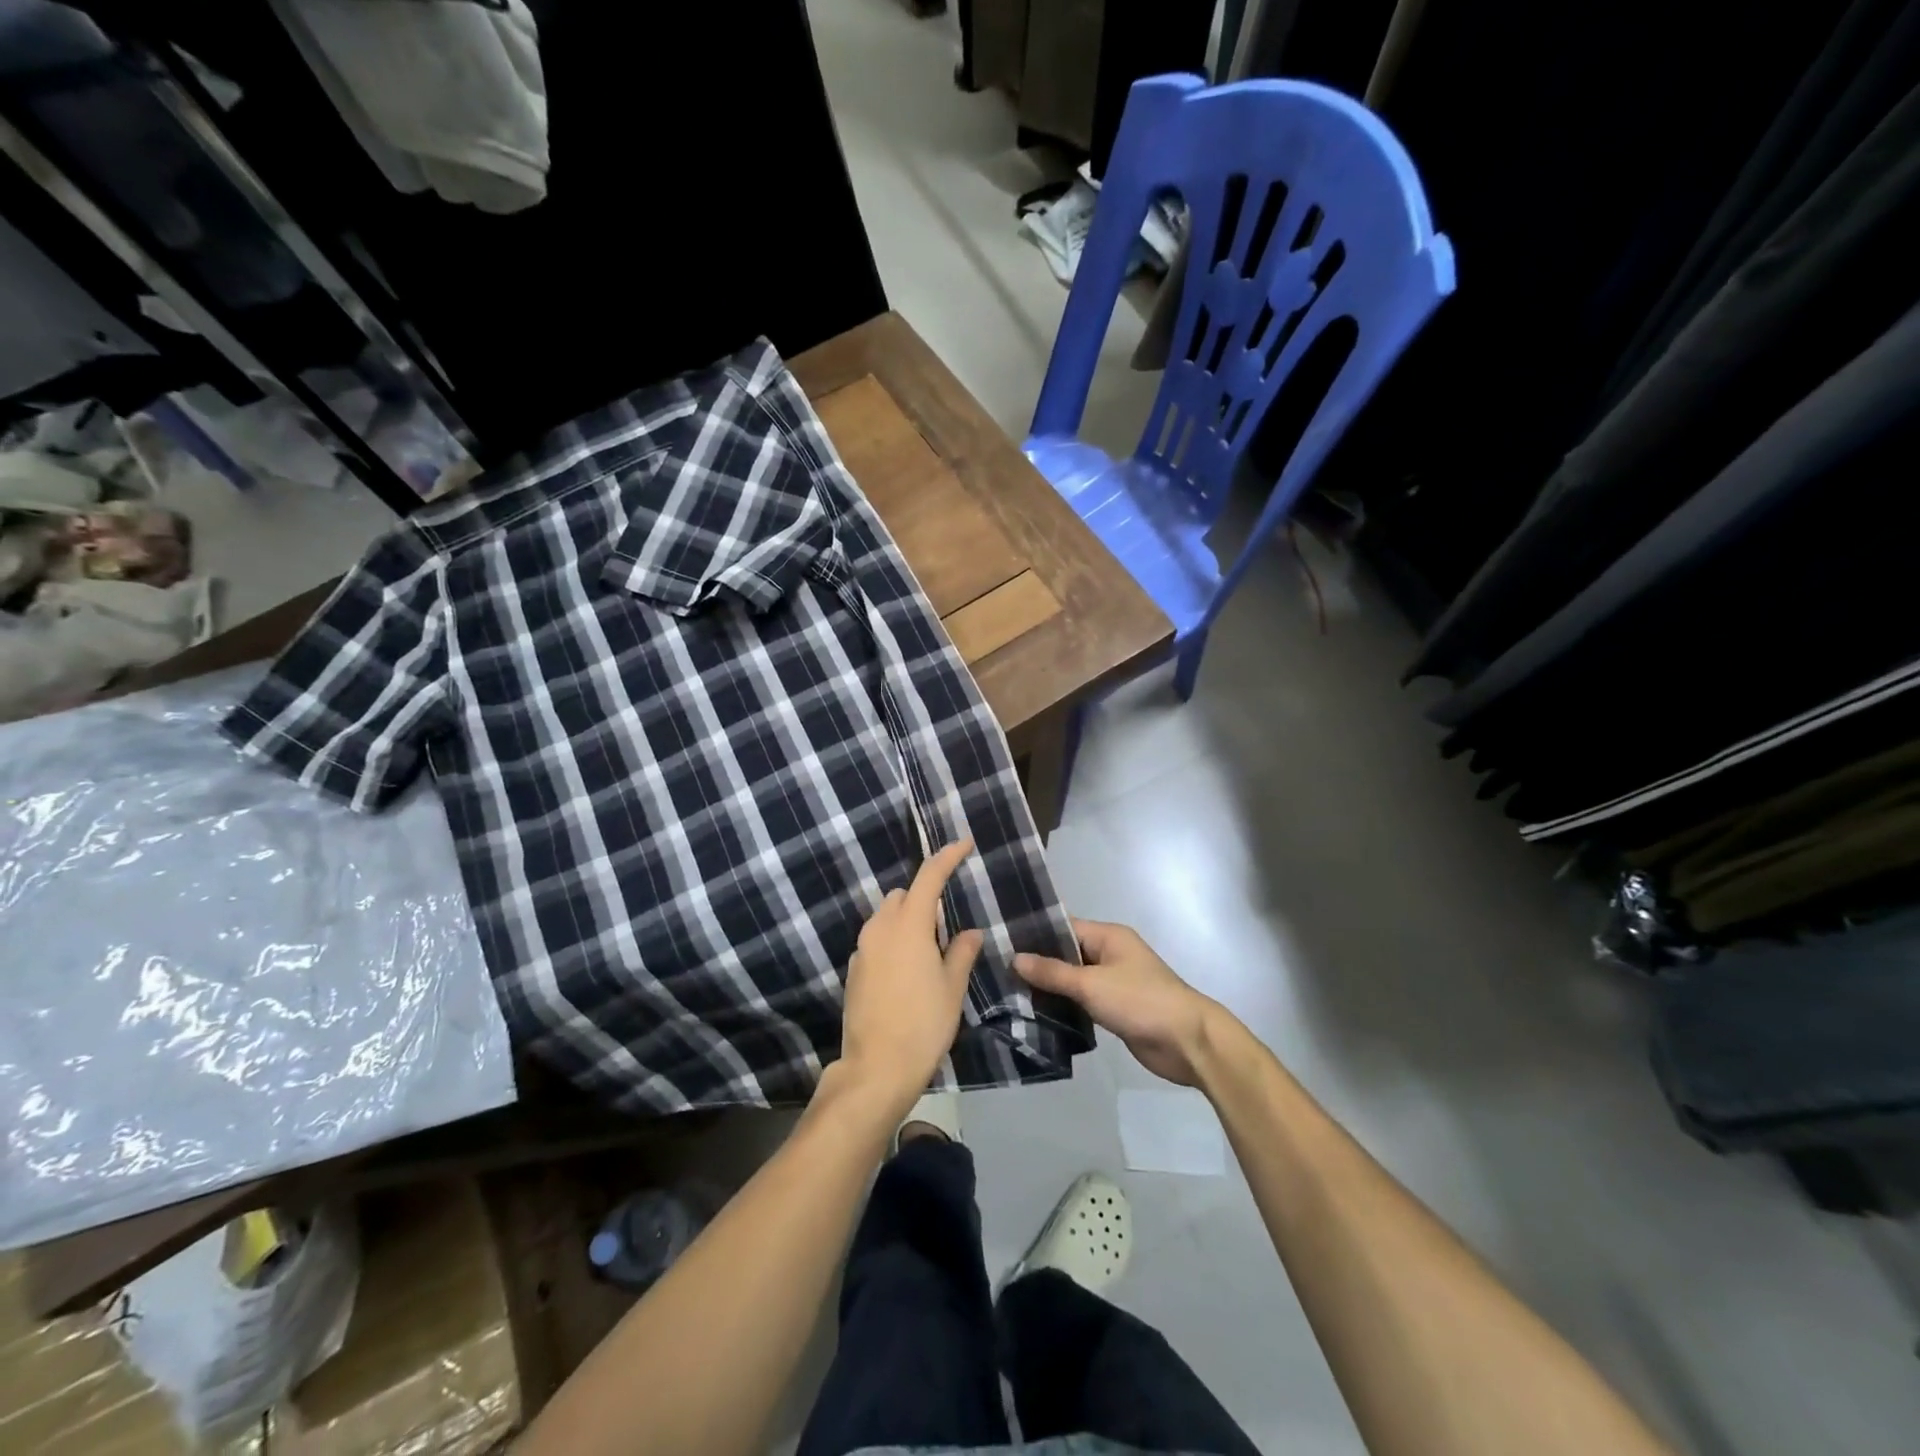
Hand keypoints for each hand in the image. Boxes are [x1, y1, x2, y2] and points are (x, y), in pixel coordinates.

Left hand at [836, 838, 983, 1115]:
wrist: (876, 1068)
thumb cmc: (924, 1024)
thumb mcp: (952, 988)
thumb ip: (961, 952)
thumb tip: (969, 932)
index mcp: (909, 926)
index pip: (929, 877)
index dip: (947, 856)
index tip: (964, 844)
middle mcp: (880, 928)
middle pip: (904, 895)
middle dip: (925, 897)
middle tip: (947, 925)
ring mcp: (862, 949)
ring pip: (886, 916)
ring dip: (907, 919)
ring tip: (928, 951)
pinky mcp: (853, 970)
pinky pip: (876, 940)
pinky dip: (892, 941)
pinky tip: (907, 971)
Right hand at [1015, 920, 1223, 1086]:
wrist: (1188, 1042)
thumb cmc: (1140, 1001)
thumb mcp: (1092, 984)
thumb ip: (1053, 972)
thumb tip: (1015, 958)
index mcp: (1108, 936)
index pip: (1063, 927)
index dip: (1034, 934)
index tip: (1000, 942)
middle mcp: (1110, 954)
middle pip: (1066, 953)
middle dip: (1037, 963)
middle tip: (998, 971)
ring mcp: (1113, 982)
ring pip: (1073, 979)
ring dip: (1049, 987)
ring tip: (1009, 992)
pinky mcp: (1115, 1008)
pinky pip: (1082, 1001)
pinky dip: (1064, 1005)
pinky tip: (1036, 1013)